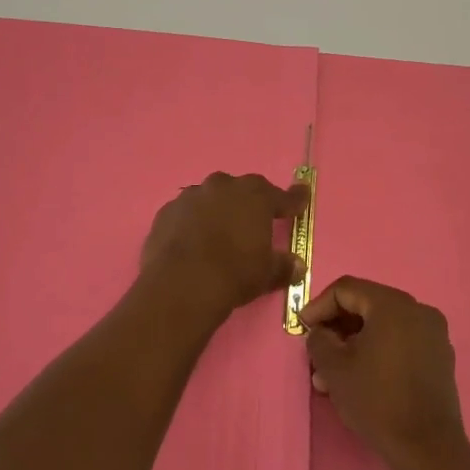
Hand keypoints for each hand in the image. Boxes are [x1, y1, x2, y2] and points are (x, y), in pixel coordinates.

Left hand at [140, 172, 306, 318]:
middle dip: (249, 202)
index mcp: (255, 197)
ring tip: (218, 231)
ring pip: (210, 197)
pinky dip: (191, 222)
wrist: (181, 283)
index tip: (301, 198)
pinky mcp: (167, 210)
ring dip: (217, 209)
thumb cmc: (234, 273)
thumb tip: (297, 265)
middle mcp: (223, 187)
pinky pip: (185, 212)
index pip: (282, 196)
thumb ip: (283, 266)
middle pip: (242, 189)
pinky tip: (191, 240)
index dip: (293, 200)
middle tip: (253, 220)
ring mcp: (191, 196)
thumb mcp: (266, 274)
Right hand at [303, 276, 466, 468]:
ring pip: (382, 327)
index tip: (303, 329)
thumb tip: (321, 333)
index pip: (346, 289)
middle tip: (316, 352)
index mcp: (393, 305)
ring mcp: (433, 334)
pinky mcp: (439, 358)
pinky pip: (400, 342)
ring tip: (331, 375)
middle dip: (336, 328)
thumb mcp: (334, 368)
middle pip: (366, 305)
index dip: (318, 306)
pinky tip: (360, 379)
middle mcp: (418, 310)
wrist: (428, 449)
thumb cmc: (377, 400)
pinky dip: (377, 351)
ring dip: (354, 343)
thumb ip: (319, 340)